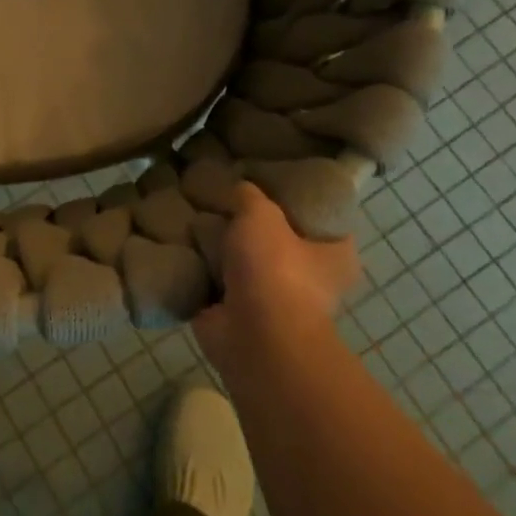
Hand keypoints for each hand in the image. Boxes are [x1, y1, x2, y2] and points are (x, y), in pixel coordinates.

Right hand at [194, 183, 362, 369]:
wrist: (253, 338)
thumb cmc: (275, 269)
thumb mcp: (262, 214)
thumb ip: (250, 195)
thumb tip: (240, 188)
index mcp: (335, 254)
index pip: (321, 216)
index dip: (297, 196)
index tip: (269, 178)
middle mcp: (311, 279)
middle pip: (278, 238)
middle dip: (251, 223)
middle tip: (225, 195)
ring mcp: (274, 300)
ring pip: (245, 261)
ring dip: (223, 248)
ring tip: (195, 213)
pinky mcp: (240, 315)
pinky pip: (217, 283)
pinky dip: (201, 270)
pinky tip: (181, 242)